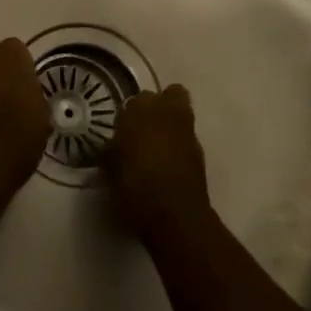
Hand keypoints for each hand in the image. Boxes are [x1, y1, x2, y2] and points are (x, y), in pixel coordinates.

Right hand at [105, 85, 209, 239]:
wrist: (175, 216)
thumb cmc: (135, 187)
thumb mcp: (110, 170)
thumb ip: (111, 151)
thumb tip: (112, 147)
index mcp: (140, 110)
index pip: (135, 100)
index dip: (129, 115)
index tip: (122, 131)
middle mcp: (167, 113)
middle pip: (170, 94)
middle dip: (159, 106)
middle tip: (145, 126)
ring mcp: (188, 132)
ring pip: (182, 113)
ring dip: (171, 124)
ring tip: (156, 146)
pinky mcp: (200, 152)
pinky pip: (187, 138)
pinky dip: (179, 145)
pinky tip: (167, 164)